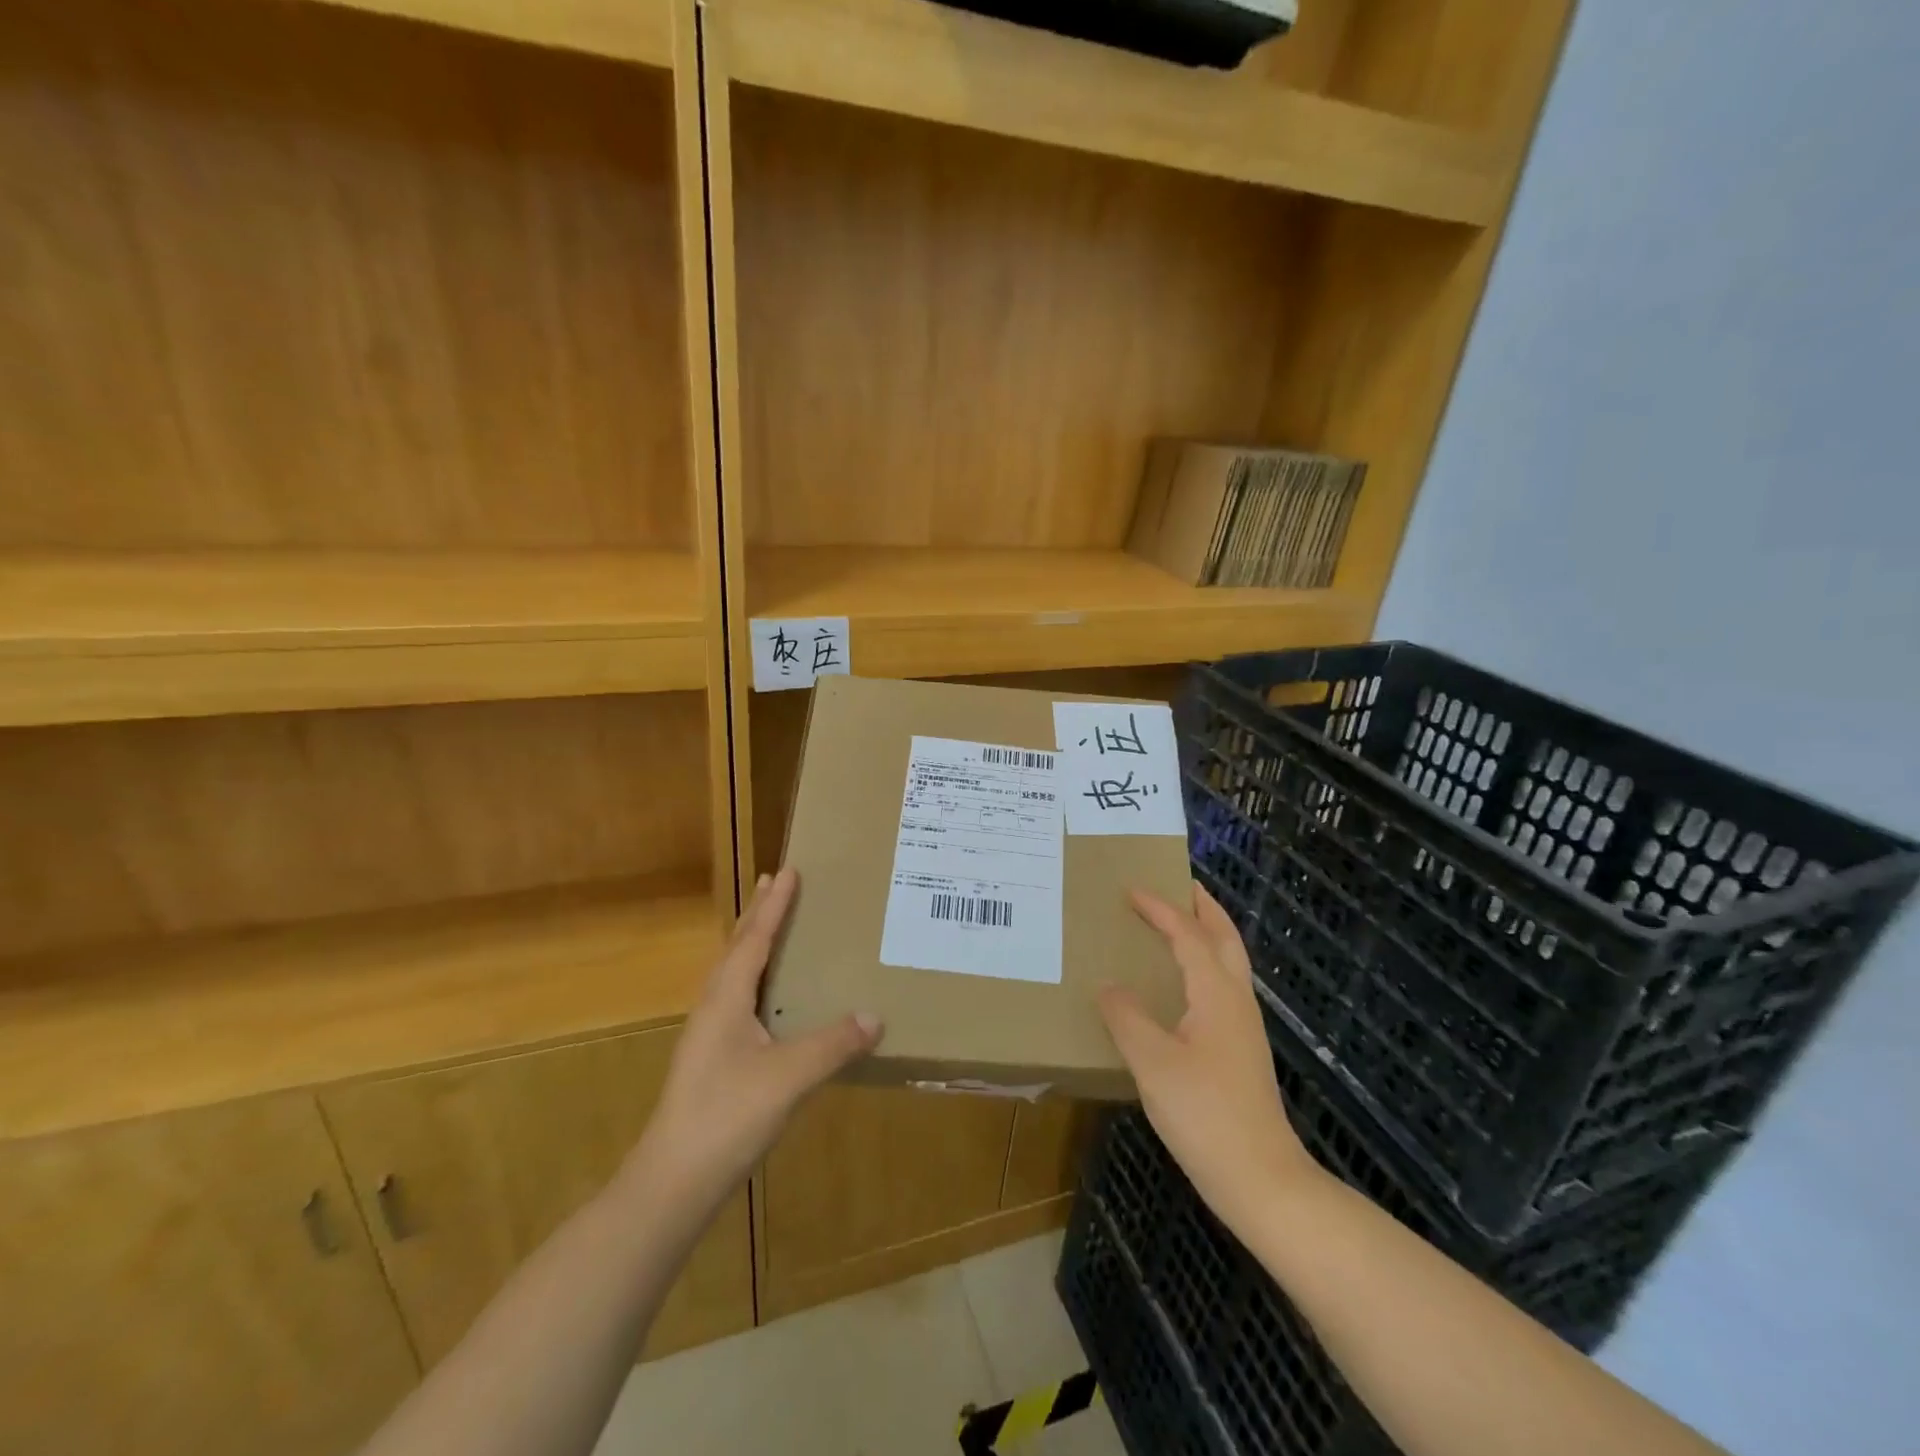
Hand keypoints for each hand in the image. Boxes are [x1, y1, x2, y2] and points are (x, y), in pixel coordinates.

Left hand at [628, 868, 881, 1221]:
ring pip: (734, 974)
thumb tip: (875, 1015)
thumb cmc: (726, 1116)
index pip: (754, 939)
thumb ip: (832, 1045)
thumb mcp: (788, 1078)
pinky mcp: (713, 1059)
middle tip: (776, 882)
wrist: (673, 1181)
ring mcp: (709, 1035)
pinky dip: (756, 978)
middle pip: (737, 948)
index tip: (788, 870)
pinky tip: (769, 999)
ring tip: (773, 927)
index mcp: (725, 998)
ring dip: (753, 943)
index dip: (774, 905)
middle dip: (758, 914)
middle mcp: (713, 1007)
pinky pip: (737, 999)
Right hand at [1099, 884, 1321, 1235]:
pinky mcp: (1240, 1050)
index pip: (1189, 935)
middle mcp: (1236, 1001)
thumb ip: (1127, 1018)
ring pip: (1229, 962)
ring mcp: (1243, 1027)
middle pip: (1225, 938)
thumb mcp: (1153, 1064)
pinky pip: (1222, 986)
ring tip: (1179, 923)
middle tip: (1179, 884)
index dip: (1161, 909)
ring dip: (1207, 933)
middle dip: (1204, 907)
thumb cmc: (1205, 1115)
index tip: (1132, 890)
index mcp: (1217, 994)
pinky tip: (1183, 985)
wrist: (1262, 1180)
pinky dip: (1205, 964)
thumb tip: (1108, 986)